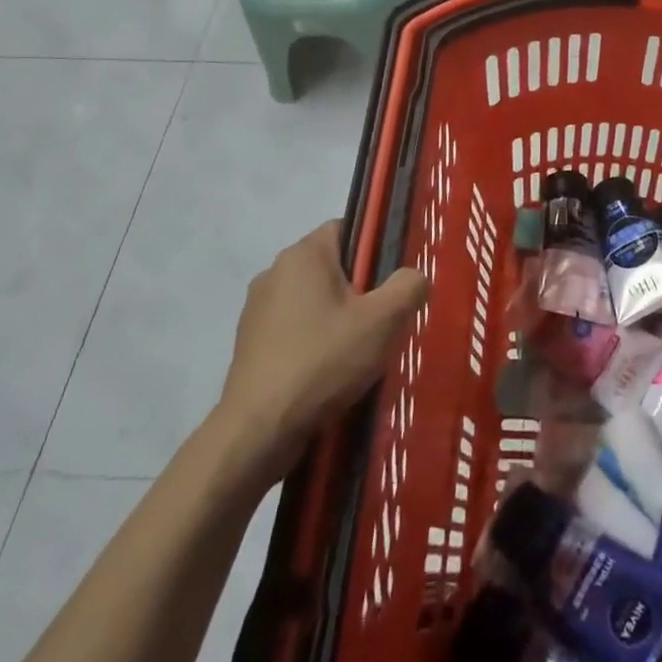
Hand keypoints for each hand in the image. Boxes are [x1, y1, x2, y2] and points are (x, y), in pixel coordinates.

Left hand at [209, 220, 428, 479]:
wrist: (257, 432)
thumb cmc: (323, 361)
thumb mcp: (384, 321)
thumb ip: (409, 286)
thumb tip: (413, 276)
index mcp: (304, 254)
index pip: (348, 229)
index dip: (375, 251)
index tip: (390, 284)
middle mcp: (275, 271)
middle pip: (332, 266)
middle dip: (358, 289)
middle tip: (381, 322)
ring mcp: (256, 309)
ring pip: (312, 300)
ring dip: (335, 318)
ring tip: (356, 353)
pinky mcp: (248, 343)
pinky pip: (293, 328)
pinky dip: (312, 342)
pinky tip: (327, 373)